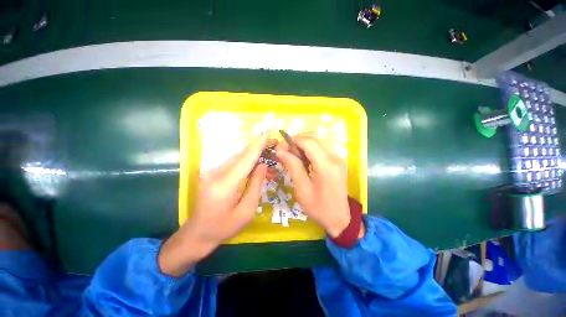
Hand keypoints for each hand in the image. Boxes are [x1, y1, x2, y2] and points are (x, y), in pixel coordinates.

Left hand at [159, 132, 269, 276]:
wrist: (197, 234)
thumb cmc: (224, 227)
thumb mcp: (247, 211)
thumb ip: (256, 185)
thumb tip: (262, 164)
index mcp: (225, 184)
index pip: (246, 158)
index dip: (258, 144)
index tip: (268, 132)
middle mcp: (216, 174)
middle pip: (241, 154)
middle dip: (258, 146)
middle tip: (273, 143)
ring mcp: (211, 173)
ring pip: (236, 157)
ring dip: (253, 153)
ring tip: (268, 153)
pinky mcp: (212, 174)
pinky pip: (232, 163)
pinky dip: (245, 160)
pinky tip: (255, 163)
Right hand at [276, 135, 363, 238]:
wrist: (340, 219)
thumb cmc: (319, 208)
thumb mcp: (302, 189)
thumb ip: (293, 167)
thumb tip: (280, 151)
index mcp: (326, 165)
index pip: (308, 142)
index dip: (291, 141)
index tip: (279, 148)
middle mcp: (335, 157)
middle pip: (312, 139)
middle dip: (295, 142)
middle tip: (283, 153)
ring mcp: (337, 158)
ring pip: (316, 143)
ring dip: (301, 146)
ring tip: (291, 157)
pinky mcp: (337, 162)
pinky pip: (320, 150)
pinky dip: (308, 151)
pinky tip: (301, 161)